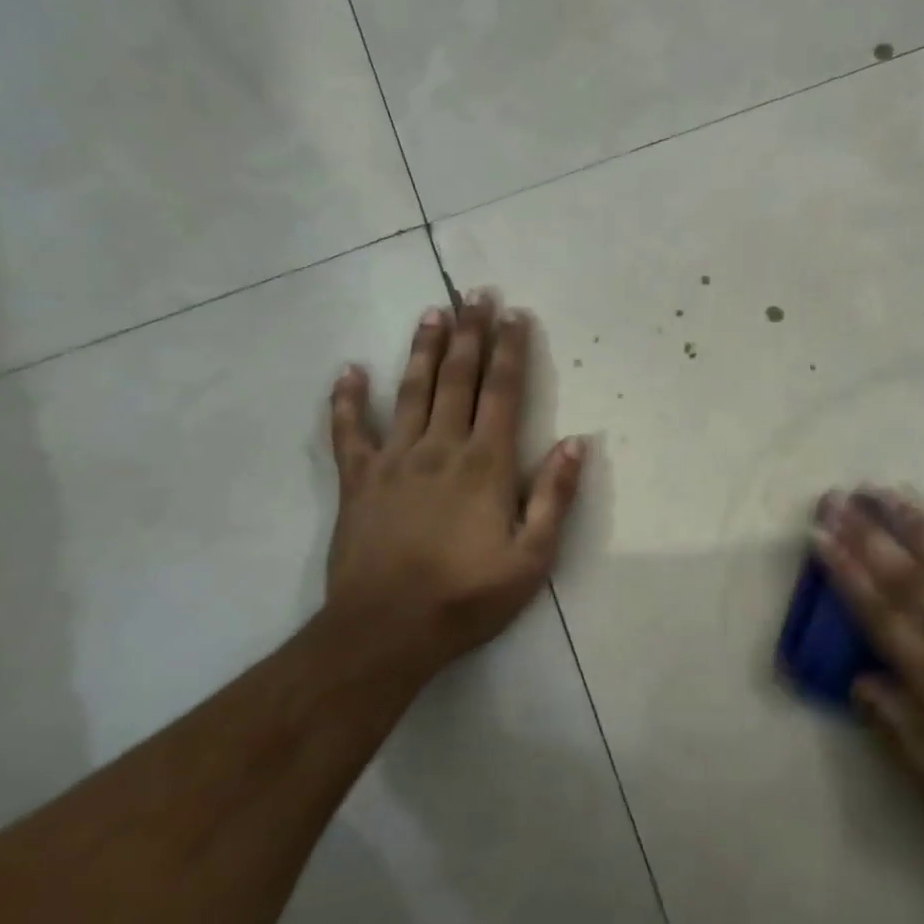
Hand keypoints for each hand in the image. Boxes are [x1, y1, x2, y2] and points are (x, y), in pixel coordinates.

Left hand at [321, 293, 586, 679]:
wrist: (386, 631)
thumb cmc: (466, 596)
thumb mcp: (532, 558)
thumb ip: (554, 497)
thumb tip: (577, 443)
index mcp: (486, 463)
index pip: (503, 392)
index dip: (511, 349)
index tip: (515, 314)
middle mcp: (441, 447)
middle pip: (458, 377)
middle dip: (470, 332)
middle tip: (475, 293)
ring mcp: (394, 459)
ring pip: (411, 390)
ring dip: (423, 348)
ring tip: (432, 312)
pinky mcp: (358, 480)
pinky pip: (349, 431)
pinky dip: (347, 399)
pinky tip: (349, 370)